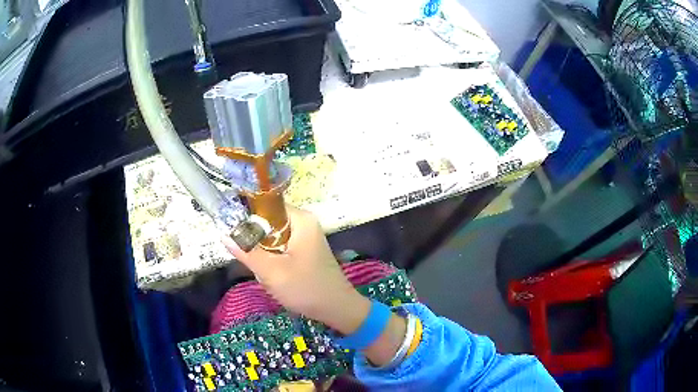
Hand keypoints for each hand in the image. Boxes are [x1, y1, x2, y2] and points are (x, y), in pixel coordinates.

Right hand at [221, 206, 370, 334]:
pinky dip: (273, 260)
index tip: (236, 236)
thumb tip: (224, 235)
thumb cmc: (306, 288)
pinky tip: (275, 276)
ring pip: (271, 238)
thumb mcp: (272, 272)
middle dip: (257, 242)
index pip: (266, 205)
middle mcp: (304, 222)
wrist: (337, 309)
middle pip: (267, 222)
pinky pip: (280, 248)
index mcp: (300, 219)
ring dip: (264, 254)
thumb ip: (247, 252)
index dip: (247, 218)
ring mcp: (306, 237)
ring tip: (267, 273)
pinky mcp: (305, 250)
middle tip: (256, 262)